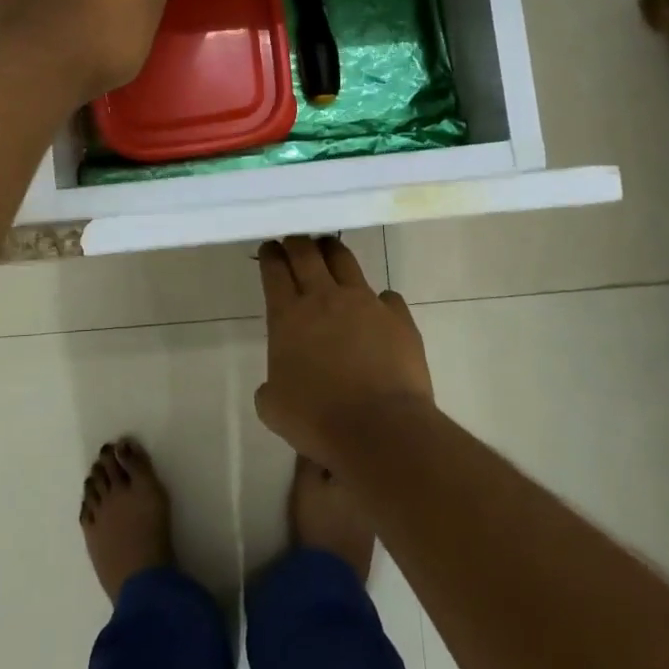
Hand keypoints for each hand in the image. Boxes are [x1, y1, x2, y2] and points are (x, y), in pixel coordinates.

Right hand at [256, 236, 434, 465]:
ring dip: (332, 251)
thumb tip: (278, 382)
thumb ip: (272, 385)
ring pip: (345, 261)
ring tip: (328, 248)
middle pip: (307, 254)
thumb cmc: (318, 419)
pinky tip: (377, 306)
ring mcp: (365, 302)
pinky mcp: (398, 316)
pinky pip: (386, 296)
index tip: (269, 247)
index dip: (270, 255)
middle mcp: (325, 299)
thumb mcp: (274, 408)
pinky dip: (377, 298)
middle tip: (294, 240)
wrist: (380, 428)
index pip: (275, 271)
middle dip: (297, 242)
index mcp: (288, 316)